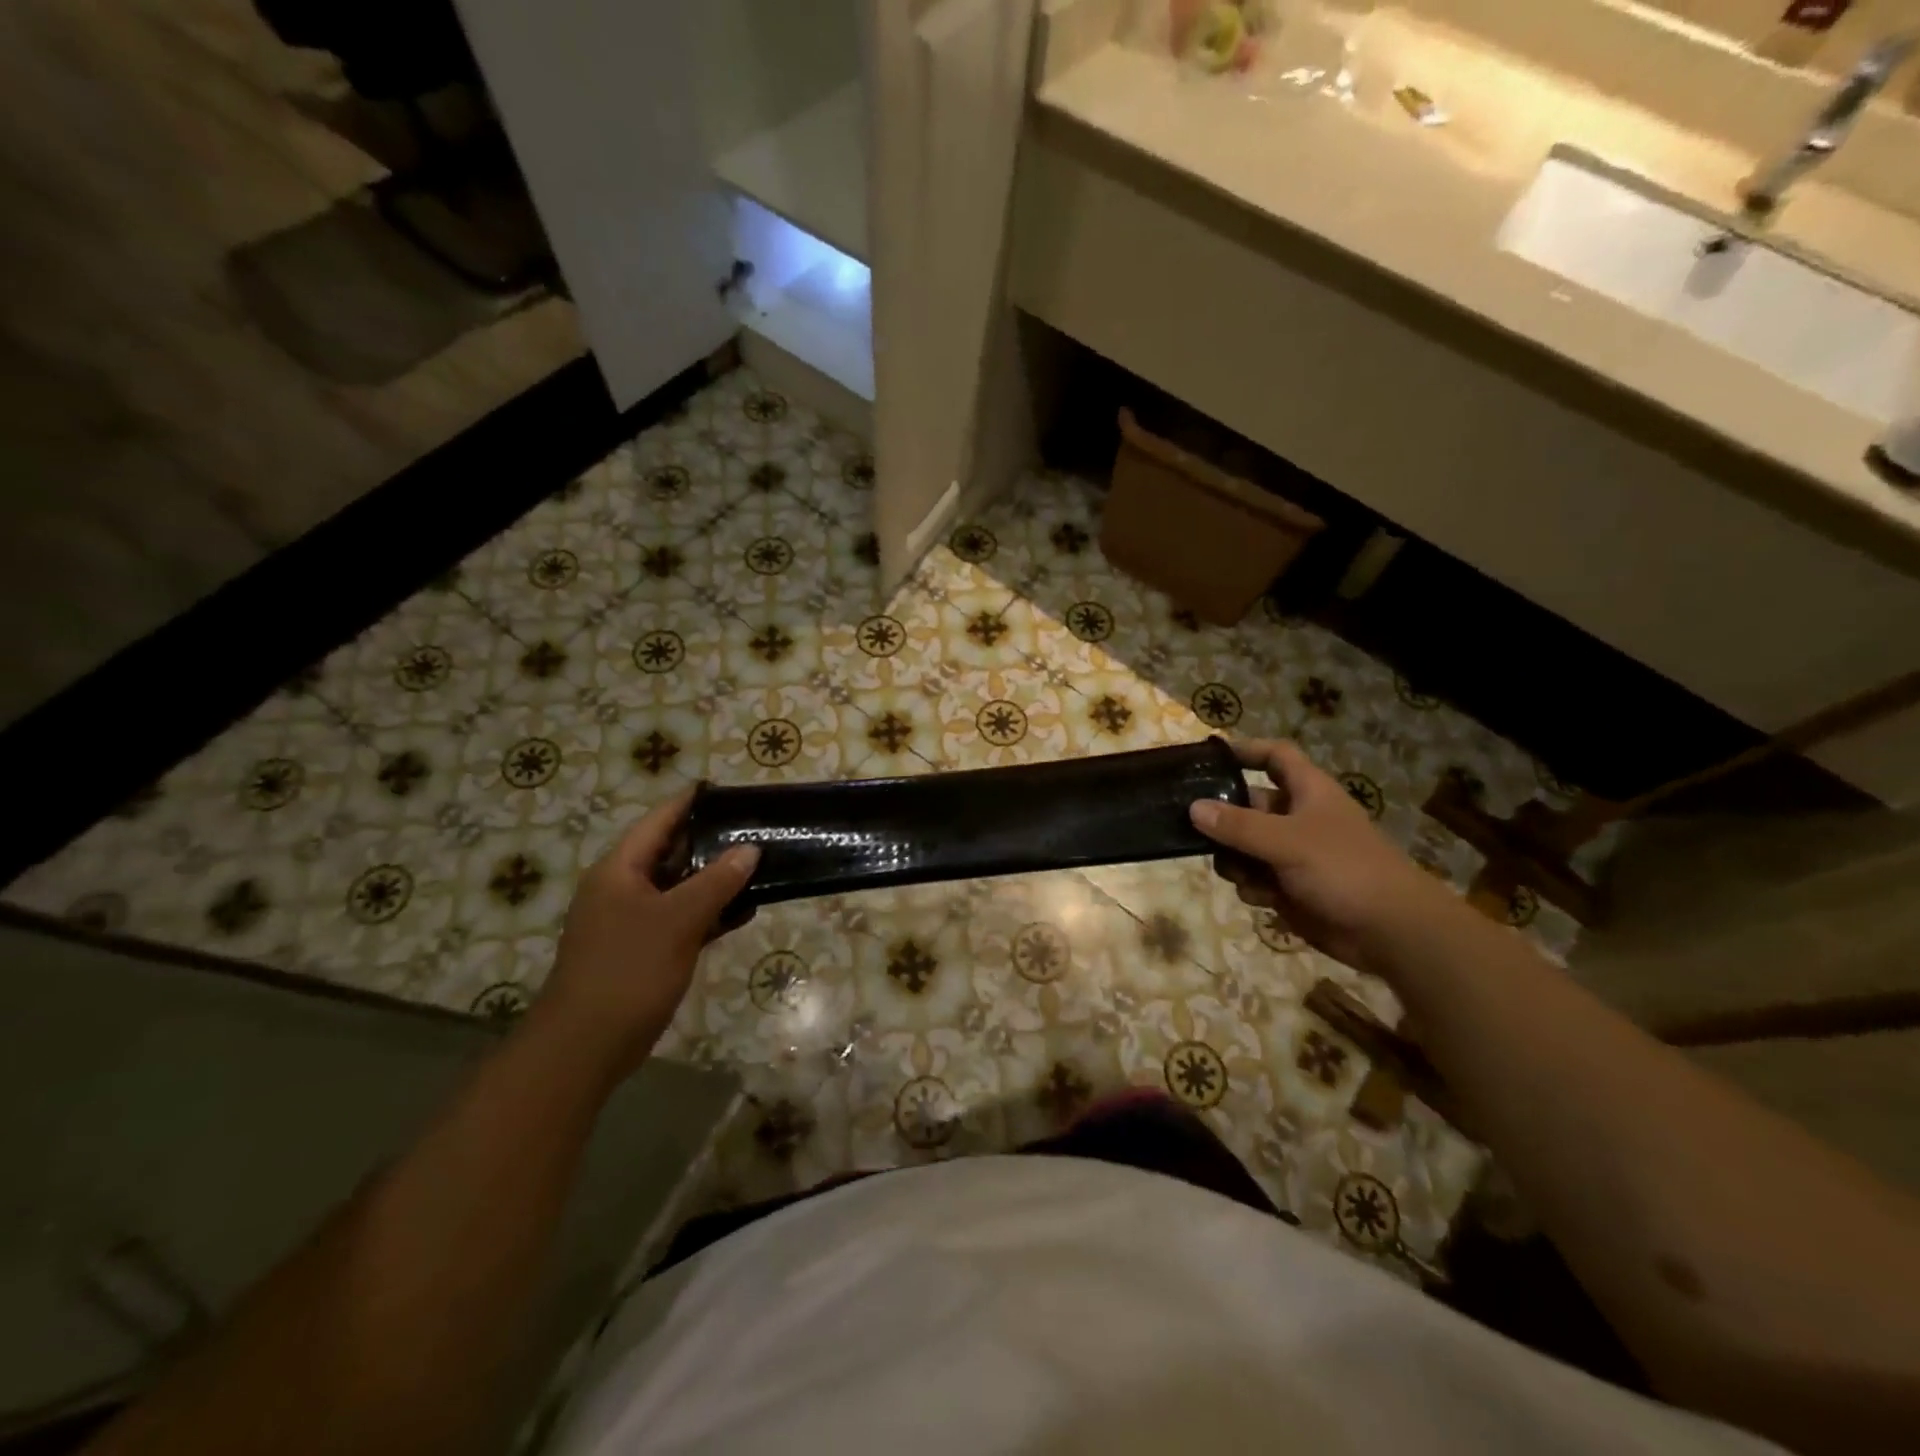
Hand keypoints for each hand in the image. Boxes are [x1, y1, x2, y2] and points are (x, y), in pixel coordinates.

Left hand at [541, 788, 758, 1076]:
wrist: (586, 1046)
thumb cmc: (628, 970)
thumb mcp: (678, 920)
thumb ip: (717, 882)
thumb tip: (750, 848)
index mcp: (620, 869)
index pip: (660, 820)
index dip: (692, 802)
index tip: (729, 790)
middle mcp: (624, 888)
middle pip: (672, 852)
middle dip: (712, 841)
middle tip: (756, 828)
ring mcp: (633, 920)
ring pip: (680, 887)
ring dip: (715, 879)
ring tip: (760, 864)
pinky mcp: (645, 950)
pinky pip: (682, 918)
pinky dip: (709, 912)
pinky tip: (744, 911)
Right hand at [1189, 739, 1452, 974]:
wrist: (1390, 931)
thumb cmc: (1343, 870)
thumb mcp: (1286, 841)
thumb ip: (1238, 825)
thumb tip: (1194, 808)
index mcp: (1308, 792)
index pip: (1275, 756)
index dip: (1246, 751)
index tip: (1209, 757)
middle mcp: (1298, 818)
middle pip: (1248, 805)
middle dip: (1223, 818)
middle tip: (1191, 826)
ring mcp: (1293, 855)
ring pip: (1244, 846)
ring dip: (1234, 859)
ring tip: (1237, 871)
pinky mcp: (1290, 887)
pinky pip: (1255, 879)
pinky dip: (1252, 887)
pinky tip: (1262, 898)